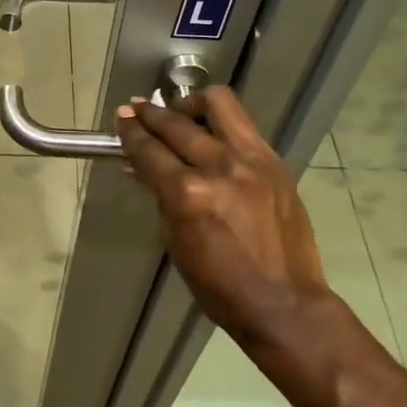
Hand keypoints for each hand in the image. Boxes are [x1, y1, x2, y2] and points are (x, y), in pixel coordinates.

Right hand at [114, 88, 332, 349]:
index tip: (122, 118)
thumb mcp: (175, 241)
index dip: (131, 132)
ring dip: (191, 104)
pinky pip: (243, 126)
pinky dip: (220, 124)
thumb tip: (147, 168)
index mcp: (188, 194)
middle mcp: (220, 167)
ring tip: (179, 112)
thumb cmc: (219, 285)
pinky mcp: (275, 162)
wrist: (284, 302)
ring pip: (218, 104)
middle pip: (177, 124)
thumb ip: (162, 196)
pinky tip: (211, 135)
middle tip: (138, 109)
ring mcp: (253, 160)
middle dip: (152, 114)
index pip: (150, 151)